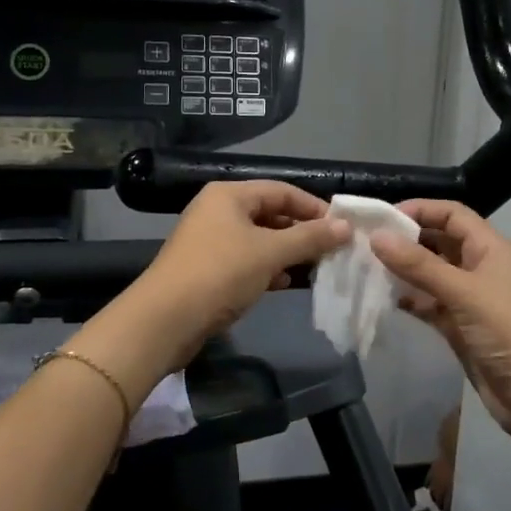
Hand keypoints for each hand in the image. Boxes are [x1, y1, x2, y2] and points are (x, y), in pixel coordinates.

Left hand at [92, 181, 348, 387]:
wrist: (164, 320)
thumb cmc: (219, 274)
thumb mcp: (270, 253)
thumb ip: (309, 238)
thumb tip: (345, 227)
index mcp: (229, 195)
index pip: (282, 190)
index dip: (314, 207)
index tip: (342, 227)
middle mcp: (218, 211)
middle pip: (270, 213)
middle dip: (302, 232)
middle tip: (333, 249)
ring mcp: (210, 240)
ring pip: (259, 239)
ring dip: (287, 252)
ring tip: (316, 267)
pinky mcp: (207, 269)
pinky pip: (246, 260)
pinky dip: (268, 268)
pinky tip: (285, 283)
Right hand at [370, 200, 510, 448]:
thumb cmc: (508, 330)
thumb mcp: (463, 292)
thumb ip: (419, 265)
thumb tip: (377, 237)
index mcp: (490, 248)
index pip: (452, 215)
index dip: (420, 210)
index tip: (382, 217)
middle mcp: (479, 267)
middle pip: (439, 242)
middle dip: (406, 240)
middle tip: (365, 242)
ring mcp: (469, 299)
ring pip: (431, 274)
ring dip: (404, 271)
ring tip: (366, 268)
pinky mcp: (460, 327)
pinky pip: (429, 304)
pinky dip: (409, 300)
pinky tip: (383, 298)